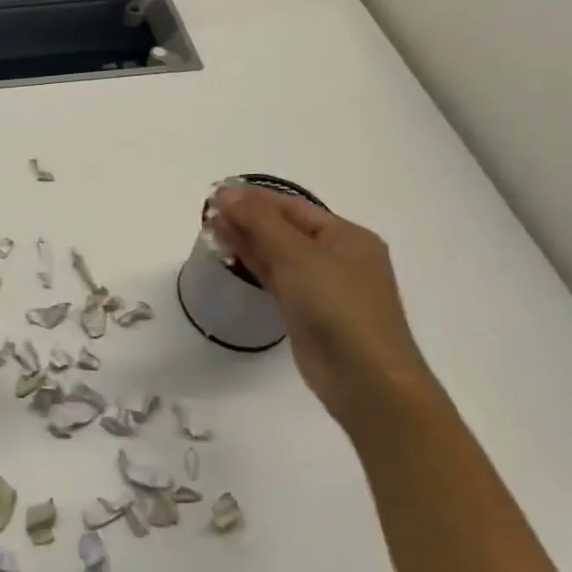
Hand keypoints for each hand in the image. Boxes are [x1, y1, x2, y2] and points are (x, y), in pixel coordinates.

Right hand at [209, 185, 437, 430]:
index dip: (253, 197)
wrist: (365, 380)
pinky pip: (276, 277)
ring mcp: (323, 286)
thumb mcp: (296, 253)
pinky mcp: (307, 311)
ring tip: (209, 229)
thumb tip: (226, 191)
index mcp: (346, 236)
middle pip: (284, 228)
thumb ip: (258, 220)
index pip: (292, 206)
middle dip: (247, 217)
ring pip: (278, 253)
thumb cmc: (336, 305)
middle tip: (207, 212)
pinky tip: (228, 255)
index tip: (215, 193)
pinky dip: (253, 264)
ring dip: (246, 239)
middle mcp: (337, 257)